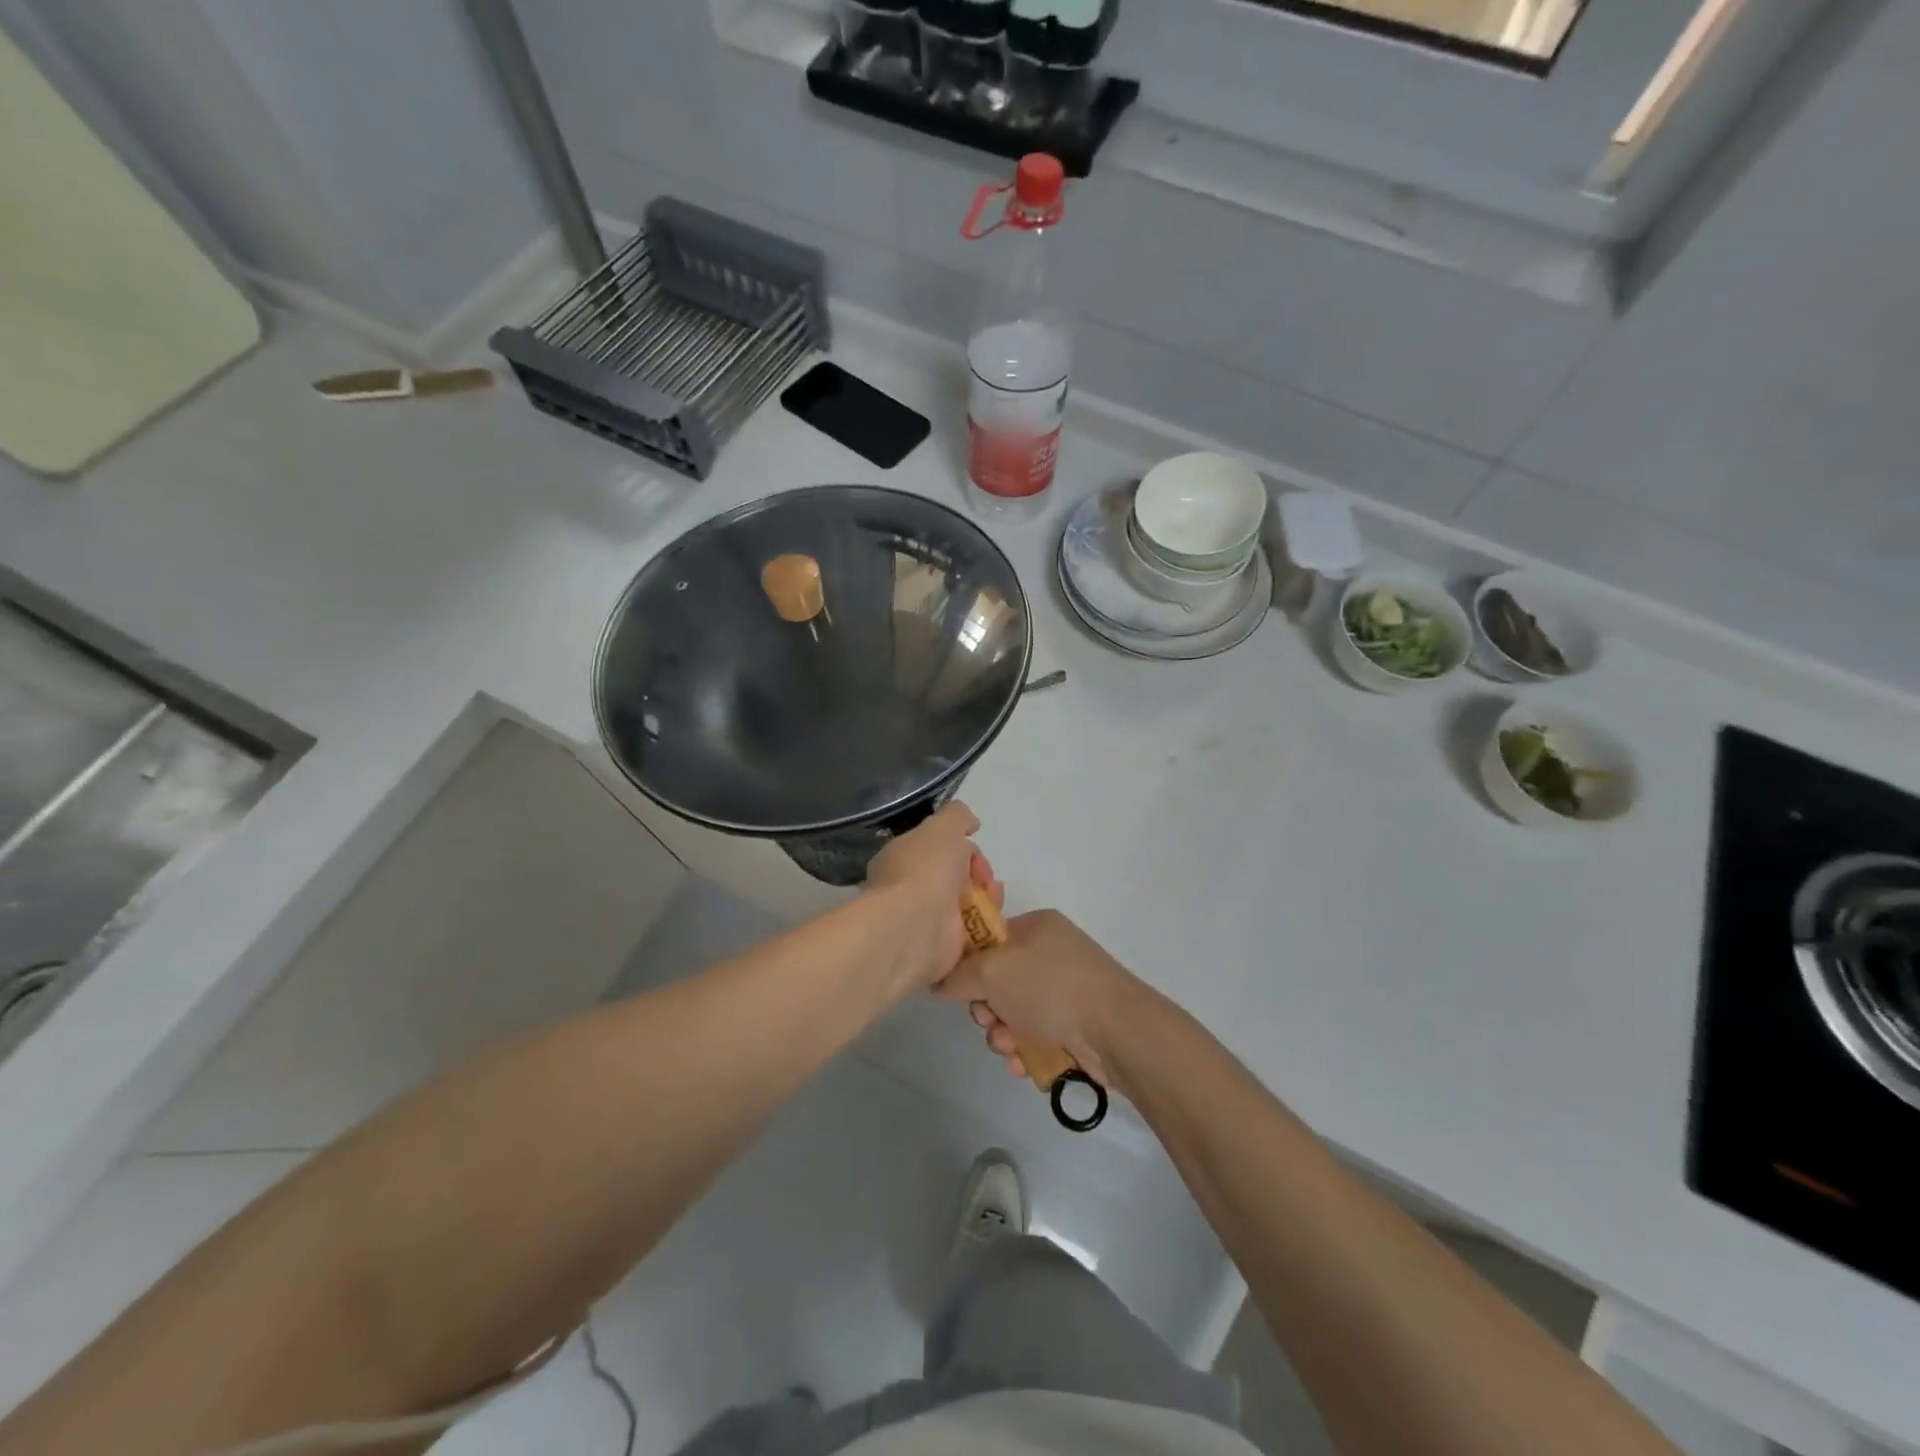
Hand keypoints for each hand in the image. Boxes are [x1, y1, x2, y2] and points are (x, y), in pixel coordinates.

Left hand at [864, 801, 1001, 990]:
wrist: (916, 926)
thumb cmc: (925, 870)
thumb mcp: (943, 827)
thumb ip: (958, 816)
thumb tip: (971, 823)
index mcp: (903, 857)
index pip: (938, 848)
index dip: (963, 847)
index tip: (975, 851)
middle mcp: (911, 888)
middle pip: (955, 876)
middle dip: (978, 874)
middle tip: (988, 879)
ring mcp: (926, 919)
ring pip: (966, 904)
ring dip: (987, 898)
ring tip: (994, 898)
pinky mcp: (943, 947)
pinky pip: (971, 932)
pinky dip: (986, 925)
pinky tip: (993, 920)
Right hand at [935, 909, 1136, 1089]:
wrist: (1116, 1030)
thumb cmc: (1050, 987)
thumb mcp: (992, 971)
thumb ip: (958, 975)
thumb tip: (940, 983)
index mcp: (1035, 926)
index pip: (988, 939)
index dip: (969, 966)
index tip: (961, 990)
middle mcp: (1051, 952)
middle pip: (998, 980)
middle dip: (987, 1009)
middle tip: (990, 1023)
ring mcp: (1065, 989)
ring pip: (1015, 1012)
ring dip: (1003, 1034)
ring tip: (1010, 1049)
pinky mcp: (1075, 1023)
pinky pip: (1036, 1034)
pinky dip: (1025, 1049)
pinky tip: (1024, 1064)